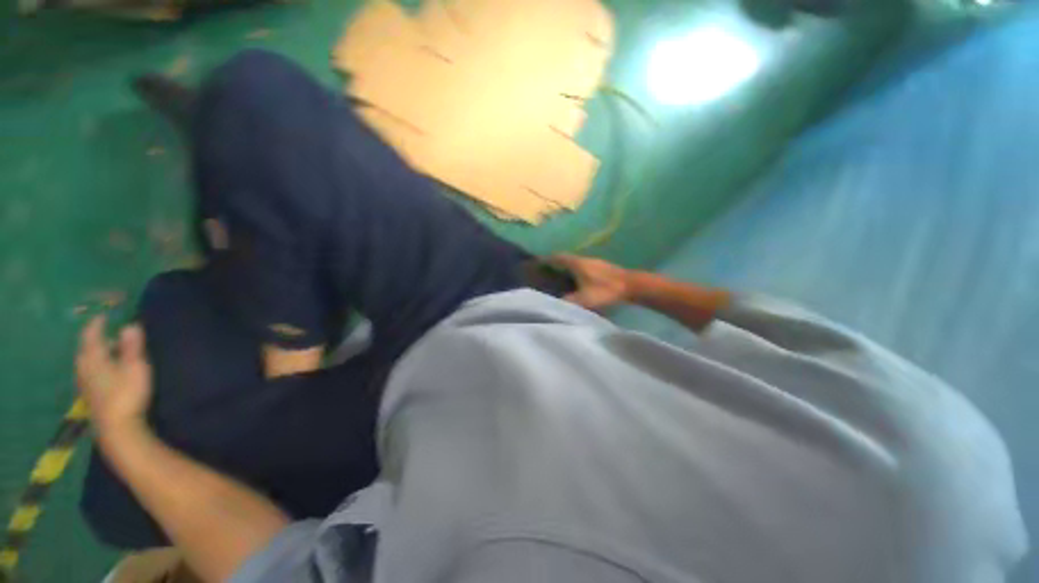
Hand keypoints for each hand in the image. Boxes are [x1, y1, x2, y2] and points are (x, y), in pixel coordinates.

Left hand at [75, 316, 152, 439]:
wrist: (117, 428)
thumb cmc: (127, 393)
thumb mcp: (135, 367)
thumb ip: (132, 346)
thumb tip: (130, 325)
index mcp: (93, 357)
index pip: (91, 335)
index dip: (97, 324)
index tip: (104, 315)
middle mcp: (83, 367)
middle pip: (86, 348)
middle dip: (95, 339)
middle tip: (108, 333)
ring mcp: (85, 383)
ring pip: (86, 362)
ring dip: (96, 353)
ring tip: (108, 351)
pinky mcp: (89, 395)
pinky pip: (89, 373)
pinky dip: (96, 366)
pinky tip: (105, 371)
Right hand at [551, 254, 634, 310]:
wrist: (631, 285)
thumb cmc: (605, 290)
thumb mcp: (583, 299)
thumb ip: (567, 301)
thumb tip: (553, 303)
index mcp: (576, 263)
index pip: (557, 257)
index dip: (546, 260)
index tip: (537, 264)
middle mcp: (583, 259)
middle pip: (565, 259)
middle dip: (554, 265)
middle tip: (545, 274)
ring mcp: (594, 262)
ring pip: (574, 263)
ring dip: (565, 268)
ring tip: (558, 278)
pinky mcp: (601, 267)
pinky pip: (582, 267)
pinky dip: (575, 271)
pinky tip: (576, 281)